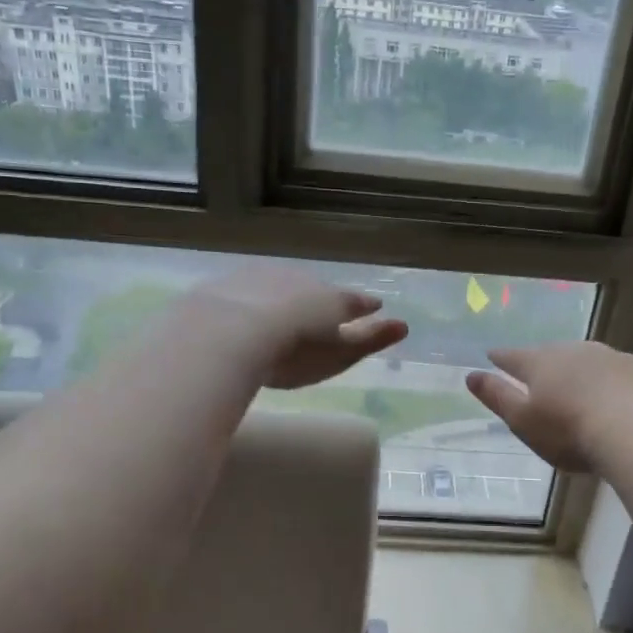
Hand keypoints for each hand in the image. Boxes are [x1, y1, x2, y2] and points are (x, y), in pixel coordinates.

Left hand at [186, 265, 407, 389]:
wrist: (229, 332)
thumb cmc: (294, 351)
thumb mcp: (339, 354)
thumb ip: (370, 340)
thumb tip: (404, 325)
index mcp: (332, 299)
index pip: (355, 301)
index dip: (365, 306)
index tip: (375, 306)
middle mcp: (302, 280)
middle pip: (316, 289)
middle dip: (321, 299)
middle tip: (321, 312)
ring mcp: (263, 277)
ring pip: (281, 285)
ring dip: (284, 296)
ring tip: (282, 312)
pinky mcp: (228, 284)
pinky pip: (246, 290)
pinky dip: (249, 299)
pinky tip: (241, 313)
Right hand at [466, 343, 632, 472]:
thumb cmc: (571, 431)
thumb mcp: (524, 421)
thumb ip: (497, 397)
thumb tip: (470, 375)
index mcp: (541, 365)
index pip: (513, 357)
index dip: (501, 358)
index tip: (492, 355)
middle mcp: (575, 351)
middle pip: (554, 354)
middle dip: (546, 362)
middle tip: (542, 374)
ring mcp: (614, 356)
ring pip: (593, 359)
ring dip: (586, 370)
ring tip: (584, 386)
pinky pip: (629, 373)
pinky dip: (623, 382)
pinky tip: (629, 398)